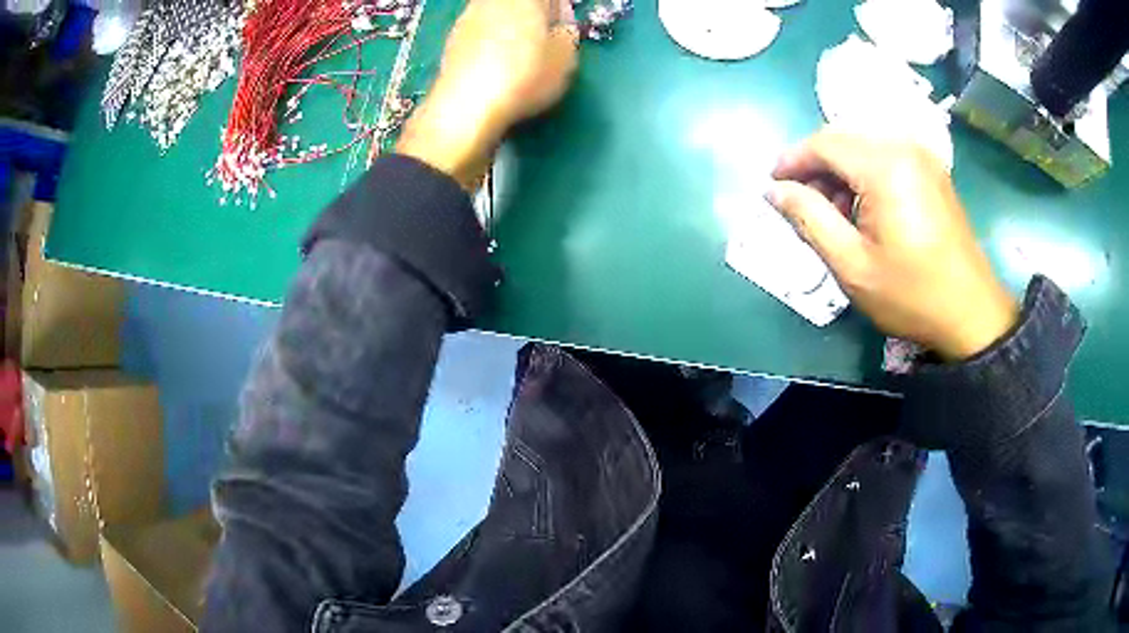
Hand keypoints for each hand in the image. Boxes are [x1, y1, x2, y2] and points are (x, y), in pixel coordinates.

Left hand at [397, 0, 578, 189]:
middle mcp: (493, 1)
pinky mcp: (451, 40)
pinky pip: (480, 33)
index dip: (560, 12)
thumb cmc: (525, 75)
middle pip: (519, 3)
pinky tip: (497, 66)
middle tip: (545, 39)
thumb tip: (560, 28)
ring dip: (511, 29)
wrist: (466, 106)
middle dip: (534, 17)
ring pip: (497, 15)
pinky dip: (491, 43)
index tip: (565, 29)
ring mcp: (467, 17)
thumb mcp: (565, 57)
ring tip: (521, 55)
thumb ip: (567, 35)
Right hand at [766, 129, 1018, 360]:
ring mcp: (922, 156)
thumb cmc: (911, 294)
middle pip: (843, 137)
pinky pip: (886, 154)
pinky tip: (864, 206)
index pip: (823, 143)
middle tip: (801, 202)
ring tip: (834, 211)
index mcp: (884, 167)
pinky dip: (864, 172)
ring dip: (840, 169)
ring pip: (863, 144)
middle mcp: (904, 148)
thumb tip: (775, 191)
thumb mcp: (852, 265)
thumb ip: (809, 219)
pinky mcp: (932, 169)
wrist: (971, 312)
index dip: (792, 160)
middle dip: (815, 164)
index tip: (772, 185)